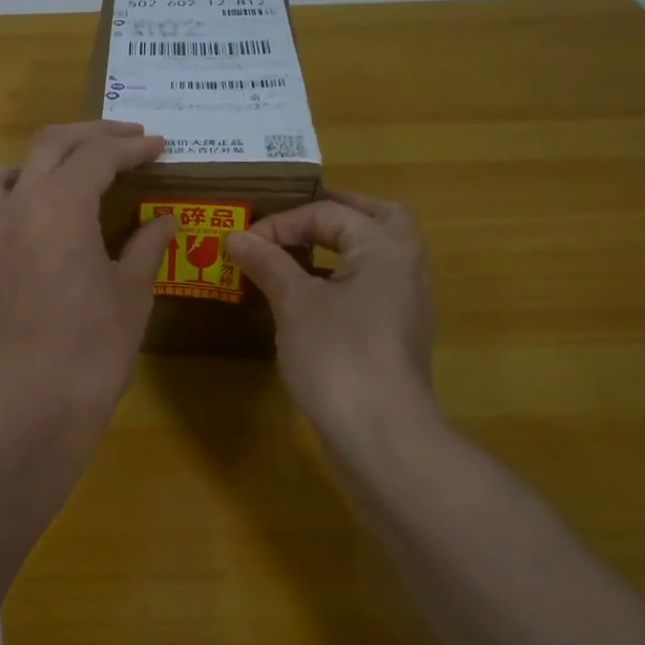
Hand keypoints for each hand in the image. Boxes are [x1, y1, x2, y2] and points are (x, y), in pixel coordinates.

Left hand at [0, 121, 175, 423]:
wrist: (32, 401)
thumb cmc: (94, 346)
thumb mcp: (132, 292)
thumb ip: (146, 244)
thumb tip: (164, 219)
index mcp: (61, 204)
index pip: (99, 156)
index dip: (133, 147)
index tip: (158, 147)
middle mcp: (16, 205)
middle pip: (49, 145)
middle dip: (91, 135)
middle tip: (125, 140)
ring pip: (4, 174)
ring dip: (39, 164)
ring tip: (66, 176)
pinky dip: (5, 205)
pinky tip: (23, 224)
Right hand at [224, 188, 439, 452]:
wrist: (380, 432)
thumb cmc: (337, 354)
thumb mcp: (294, 303)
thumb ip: (268, 263)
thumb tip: (237, 236)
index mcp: (385, 245)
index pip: (329, 212)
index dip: (281, 222)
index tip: (243, 243)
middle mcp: (406, 264)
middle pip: (375, 218)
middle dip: (335, 213)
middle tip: (297, 217)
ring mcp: (407, 302)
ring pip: (376, 255)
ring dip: (341, 245)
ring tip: (299, 251)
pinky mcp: (397, 333)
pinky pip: (371, 287)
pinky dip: (343, 278)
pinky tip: (311, 296)